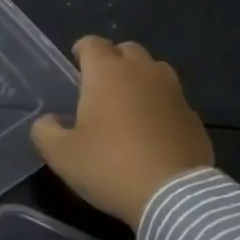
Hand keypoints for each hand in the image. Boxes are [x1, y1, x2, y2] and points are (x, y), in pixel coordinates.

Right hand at [31, 36, 213, 227]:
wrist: (174, 195)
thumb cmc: (110, 167)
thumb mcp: (62, 155)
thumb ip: (46, 132)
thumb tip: (48, 121)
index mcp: (108, 73)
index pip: (92, 43)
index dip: (82, 51)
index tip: (76, 66)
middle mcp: (143, 72)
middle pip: (127, 50)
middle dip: (113, 61)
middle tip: (101, 86)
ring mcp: (173, 92)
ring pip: (155, 70)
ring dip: (140, 79)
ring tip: (129, 104)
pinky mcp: (193, 116)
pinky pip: (172, 99)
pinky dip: (161, 106)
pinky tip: (153, 131)